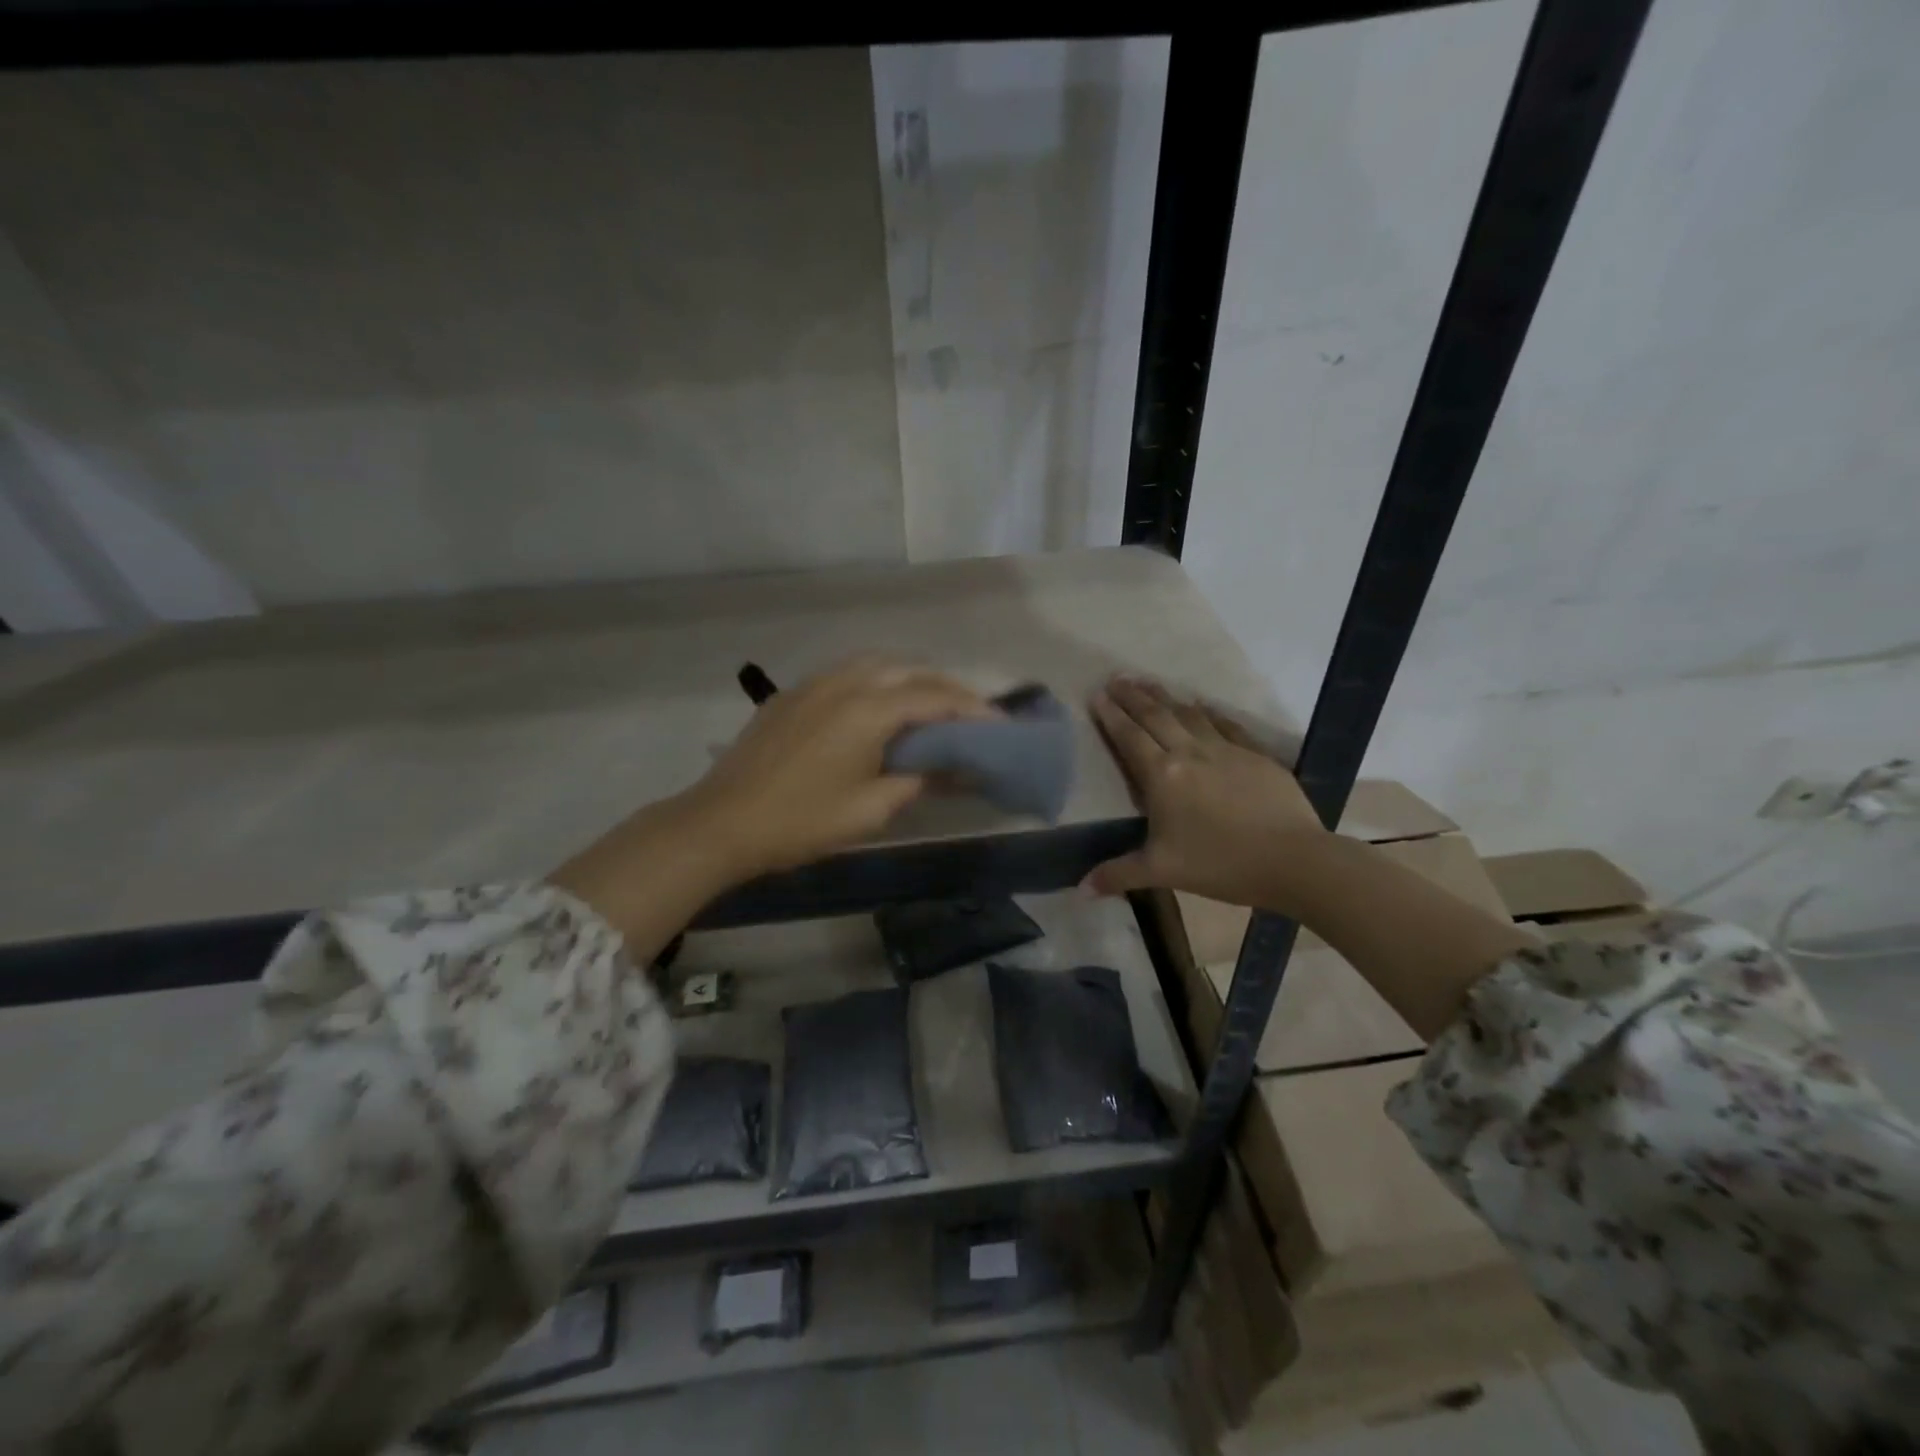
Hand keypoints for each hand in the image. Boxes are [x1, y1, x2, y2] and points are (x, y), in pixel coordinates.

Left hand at [682, 657, 996, 877]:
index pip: (936, 697)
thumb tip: (951, 769)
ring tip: (930, 704)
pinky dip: (876, 681)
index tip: (1002, 724)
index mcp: (868, 708)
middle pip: (909, 669)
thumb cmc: (801, 821)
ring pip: (876, 663)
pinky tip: (878, 706)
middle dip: (946, 686)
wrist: (721, 823)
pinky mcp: (791, 695)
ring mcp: (813, 684)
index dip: (974, 709)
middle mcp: (844, 682)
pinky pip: (846, 673)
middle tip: (971, 713)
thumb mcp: (870, 809)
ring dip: (910, 677)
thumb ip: (917, 780)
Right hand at [1085, 676, 1328, 907]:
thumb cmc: (1221, 864)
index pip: (1130, 737)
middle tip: (1116, 678)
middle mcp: (1190, 753)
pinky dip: (1208, 712)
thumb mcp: (1163, 872)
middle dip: (1133, 696)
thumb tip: (1081, 890)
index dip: (1111, 715)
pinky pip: (1225, 724)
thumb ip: (1119, 874)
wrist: (1294, 860)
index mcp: (1162, 776)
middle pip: (1155, 716)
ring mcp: (1225, 750)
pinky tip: (1202, 705)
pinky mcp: (1255, 755)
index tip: (1097, 694)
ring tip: (1149, 683)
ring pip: (1189, 714)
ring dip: (1165, 697)